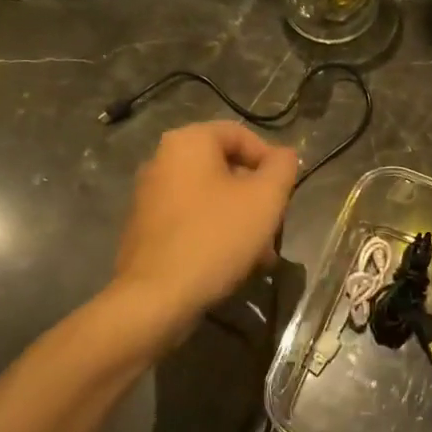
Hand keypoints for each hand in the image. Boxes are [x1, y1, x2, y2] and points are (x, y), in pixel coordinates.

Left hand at [113, 121, 297, 334]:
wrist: (156, 297)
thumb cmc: (216, 238)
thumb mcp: (265, 199)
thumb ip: (282, 168)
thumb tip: (284, 155)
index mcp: (188, 142)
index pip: (240, 134)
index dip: (271, 160)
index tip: (285, 192)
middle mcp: (162, 161)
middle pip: (225, 168)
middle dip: (257, 197)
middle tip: (276, 226)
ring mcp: (149, 196)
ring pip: (211, 198)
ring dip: (241, 220)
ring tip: (261, 255)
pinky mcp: (145, 229)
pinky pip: (191, 220)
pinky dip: (216, 233)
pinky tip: (234, 264)